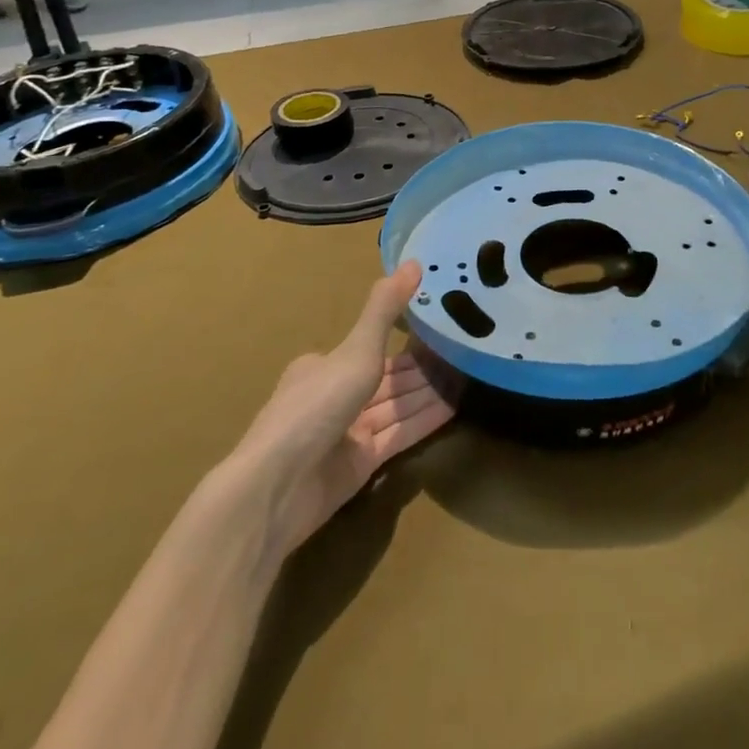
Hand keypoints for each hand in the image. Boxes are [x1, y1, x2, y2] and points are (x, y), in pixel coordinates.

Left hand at [226, 261, 453, 561]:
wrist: (279, 487)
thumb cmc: (315, 406)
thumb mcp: (356, 350)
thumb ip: (386, 309)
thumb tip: (414, 261)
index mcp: (324, 367)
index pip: (371, 348)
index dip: (406, 339)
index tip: (440, 327)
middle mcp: (335, 396)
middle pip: (388, 379)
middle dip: (423, 368)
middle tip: (466, 351)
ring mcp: (348, 433)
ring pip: (396, 405)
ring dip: (428, 392)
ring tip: (469, 376)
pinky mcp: (361, 464)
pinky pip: (399, 434)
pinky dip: (424, 419)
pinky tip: (455, 406)